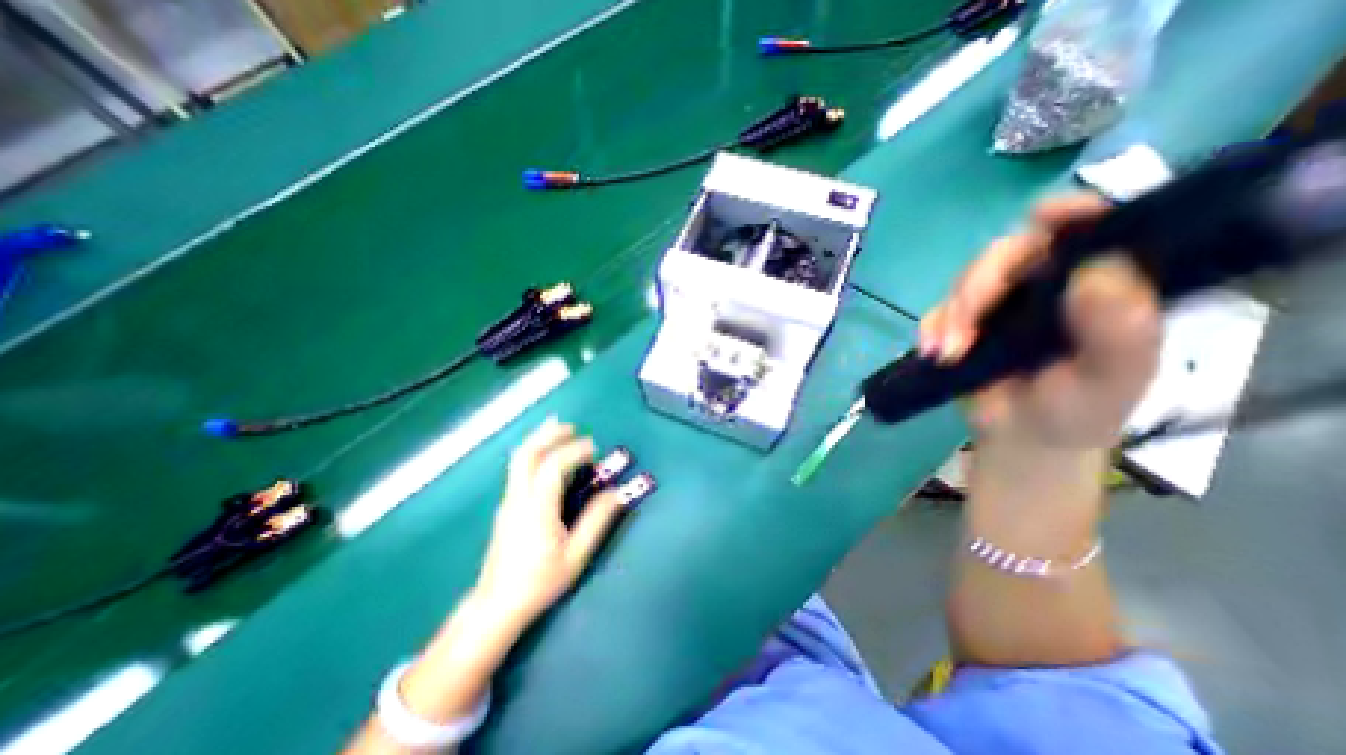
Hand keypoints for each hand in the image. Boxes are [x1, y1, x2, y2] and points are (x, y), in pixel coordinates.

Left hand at [472, 415, 626, 634]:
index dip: (573, 451)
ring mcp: (508, 501)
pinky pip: (518, 469)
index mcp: (537, 509)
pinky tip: (544, 453)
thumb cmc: (539, 582)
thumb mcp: (575, 555)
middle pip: (527, 455)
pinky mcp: (506, 507)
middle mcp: (518, 499)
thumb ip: (597, 521)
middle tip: (571, 426)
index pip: (553, 467)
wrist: (496, 606)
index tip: (593, 448)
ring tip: (556, 428)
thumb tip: (617, 493)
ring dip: (538, 440)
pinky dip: (533, 452)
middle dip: (548, 435)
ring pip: (518, 460)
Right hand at [920, 195, 1163, 453]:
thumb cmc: (1078, 409)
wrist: (1020, 438)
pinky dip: (932, 327)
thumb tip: (1096, 271)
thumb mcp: (1112, 380)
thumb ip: (1120, 332)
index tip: (1044, 217)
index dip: (1068, 214)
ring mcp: (1000, 302)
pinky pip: (938, 310)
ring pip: (965, 281)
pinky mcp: (963, 321)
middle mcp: (1047, 283)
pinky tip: (935, 351)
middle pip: (1008, 253)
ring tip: (949, 353)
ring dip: (951, 314)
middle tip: (964, 323)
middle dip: (979, 285)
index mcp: (1098, 285)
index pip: (1089, 230)